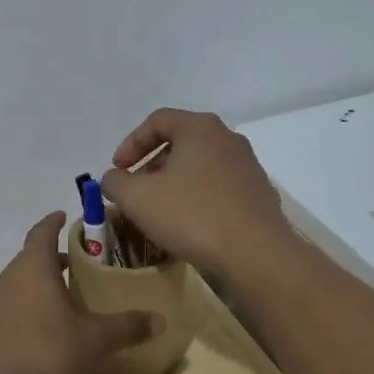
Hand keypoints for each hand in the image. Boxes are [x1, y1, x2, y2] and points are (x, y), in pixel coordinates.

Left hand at [0, 212, 159, 373]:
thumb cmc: (45, 356)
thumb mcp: (93, 342)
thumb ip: (126, 327)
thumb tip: (160, 320)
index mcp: (32, 269)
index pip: (42, 232)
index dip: (53, 222)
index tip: (64, 216)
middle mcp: (6, 280)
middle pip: (29, 259)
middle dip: (50, 259)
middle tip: (75, 264)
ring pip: (16, 286)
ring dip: (36, 287)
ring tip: (60, 300)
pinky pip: (5, 312)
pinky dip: (22, 313)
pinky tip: (38, 335)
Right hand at [98, 109, 293, 279]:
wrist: (256, 253)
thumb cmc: (193, 216)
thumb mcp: (138, 199)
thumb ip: (115, 182)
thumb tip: (114, 178)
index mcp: (199, 128)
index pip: (157, 121)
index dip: (131, 143)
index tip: (118, 170)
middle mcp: (227, 138)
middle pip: (181, 141)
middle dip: (152, 163)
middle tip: (137, 189)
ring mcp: (248, 165)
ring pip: (201, 164)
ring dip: (175, 181)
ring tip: (161, 208)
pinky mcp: (258, 192)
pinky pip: (219, 185)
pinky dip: (198, 195)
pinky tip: (190, 223)